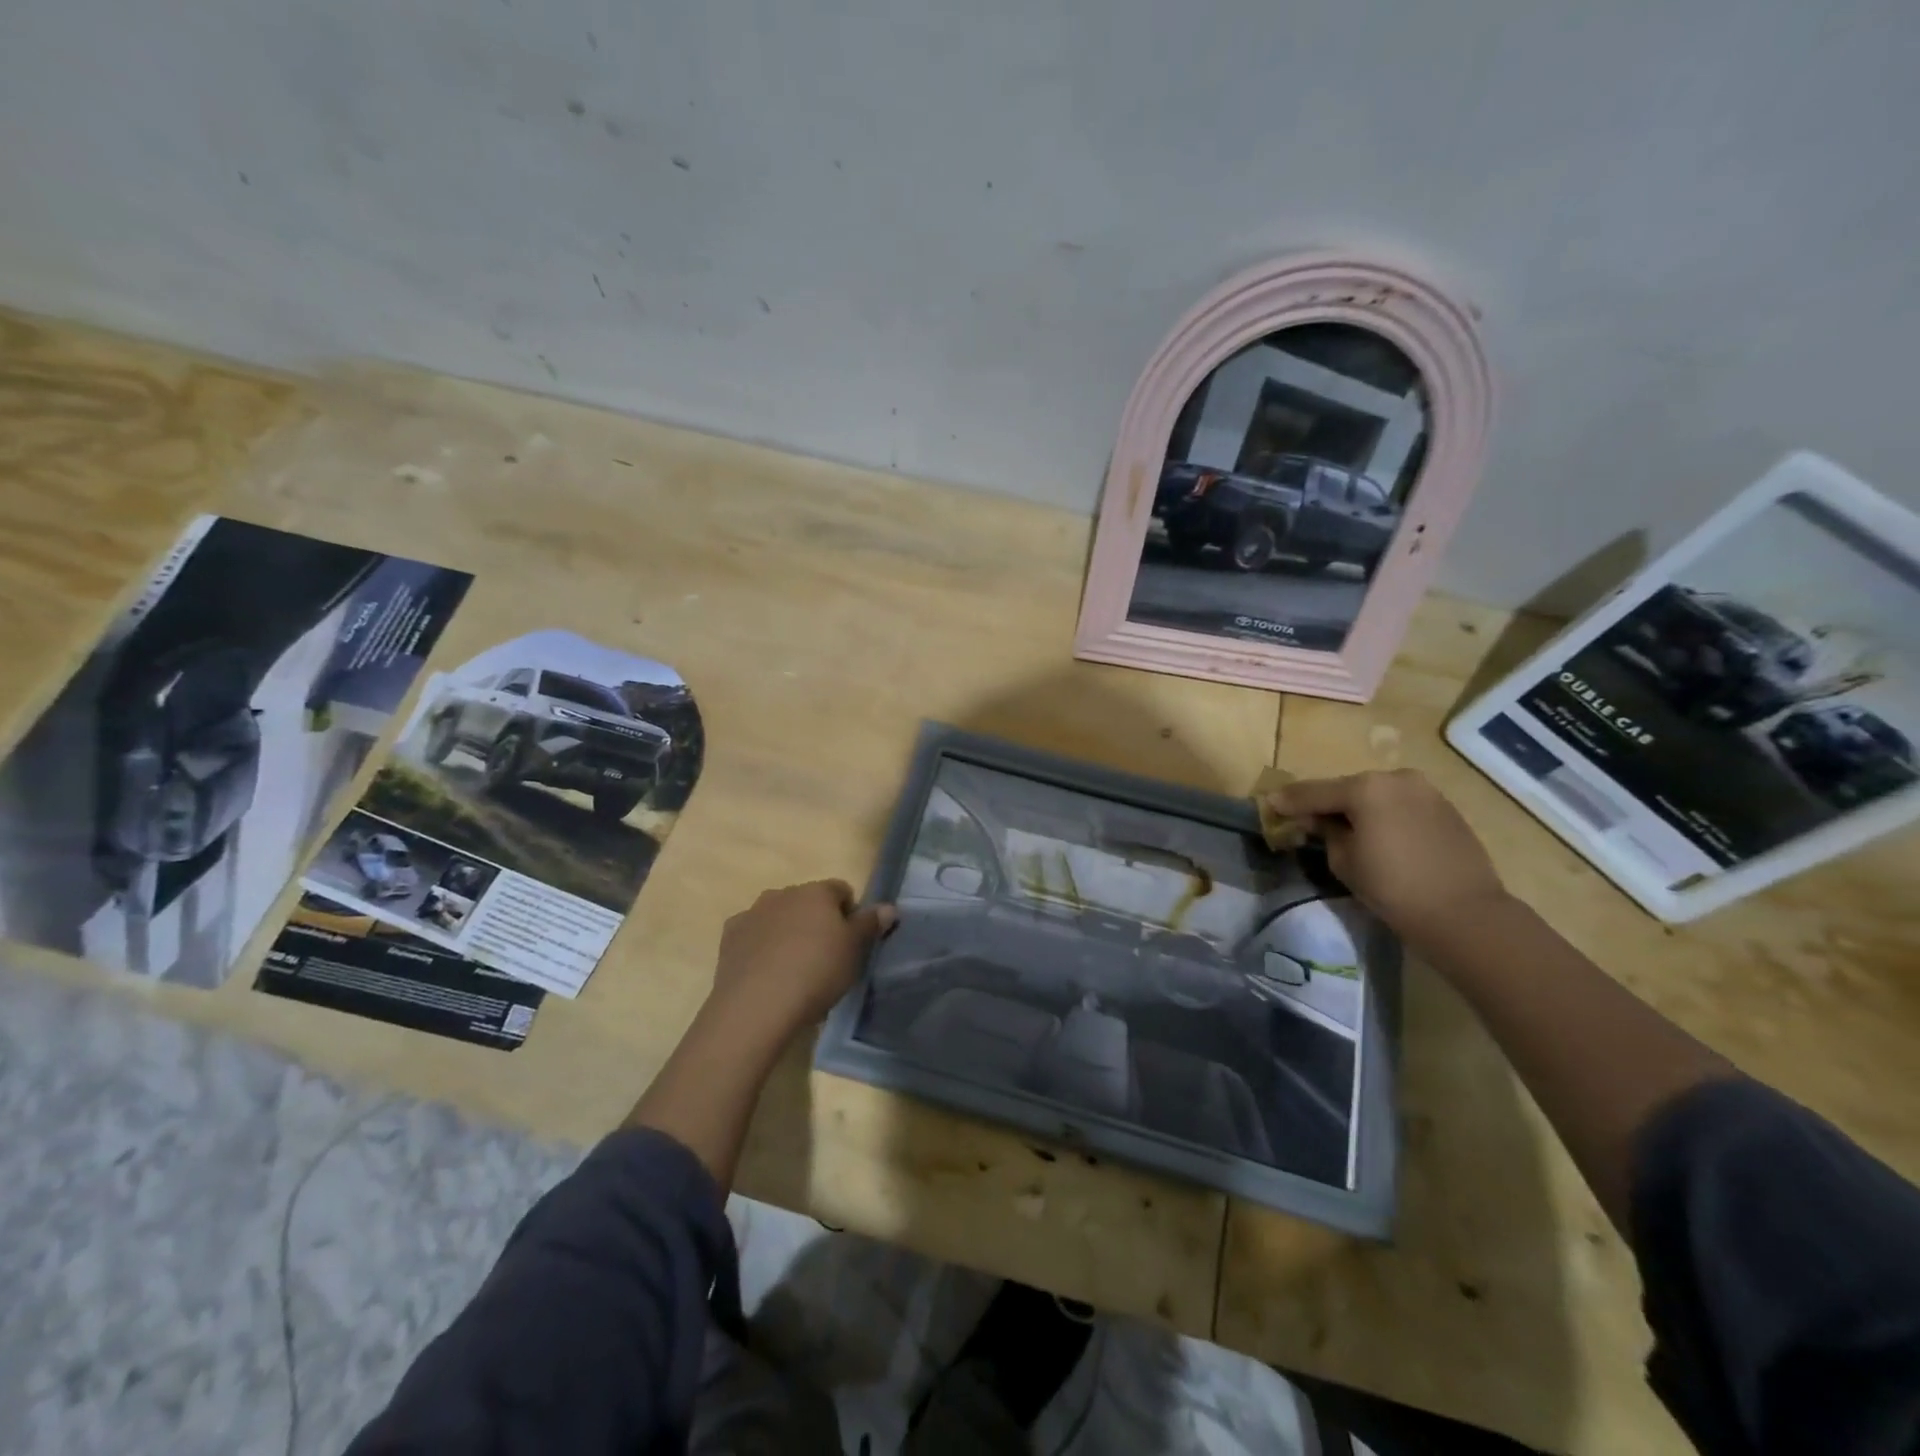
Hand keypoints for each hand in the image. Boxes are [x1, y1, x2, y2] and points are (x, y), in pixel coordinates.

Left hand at [709, 880, 895, 1038]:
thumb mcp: (855, 951)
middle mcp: (783, 893)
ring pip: (779, 916)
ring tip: (794, 970)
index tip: (851, 944)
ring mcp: (753, 913)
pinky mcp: (730, 936)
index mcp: (816, 891)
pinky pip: (753, 934)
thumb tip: (888, 907)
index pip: (842, 890)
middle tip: (824, 959)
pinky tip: (766, 973)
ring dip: (788, 932)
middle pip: (808, 902)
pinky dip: (761, 946)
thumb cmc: (816, 972)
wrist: (756, 1005)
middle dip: (817, 922)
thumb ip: (871, 924)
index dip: (850, 914)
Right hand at [1267, 770, 1508, 943]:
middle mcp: (1395, 778)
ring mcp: (1425, 790)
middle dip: (1324, 802)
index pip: (1314, 792)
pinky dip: (1382, 813)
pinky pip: (1399, 804)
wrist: (1464, 914)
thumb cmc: (1393, 887)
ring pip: (1376, 794)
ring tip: (1339, 825)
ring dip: (1355, 807)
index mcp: (1366, 787)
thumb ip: (1325, 832)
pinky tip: (1374, 830)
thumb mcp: (1343, 861)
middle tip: (1303, 817)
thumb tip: (1318, 822)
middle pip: (1346, 788)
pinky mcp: (1444, 808)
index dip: (1288, 801)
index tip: (1268, 804)